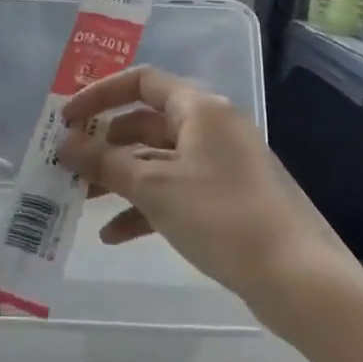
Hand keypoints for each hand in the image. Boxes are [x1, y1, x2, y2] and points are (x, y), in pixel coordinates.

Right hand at [54, 66, 353, 306]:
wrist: (299, 279)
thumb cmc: (221, 217)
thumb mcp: (154, 188)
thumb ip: (104, 162)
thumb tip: (63, 143)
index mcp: (200, 109)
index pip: (142, 82)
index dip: (99, 95)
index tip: (66, 120)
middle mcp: (212, 128)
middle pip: (146, 123)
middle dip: (104, 145)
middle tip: (68, 165)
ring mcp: (222, 166)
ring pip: (158, 161)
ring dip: (119, 178)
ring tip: (81, 201)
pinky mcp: (227, 200)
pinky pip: (175, 191)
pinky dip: (145, 206)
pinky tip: (114, 235)